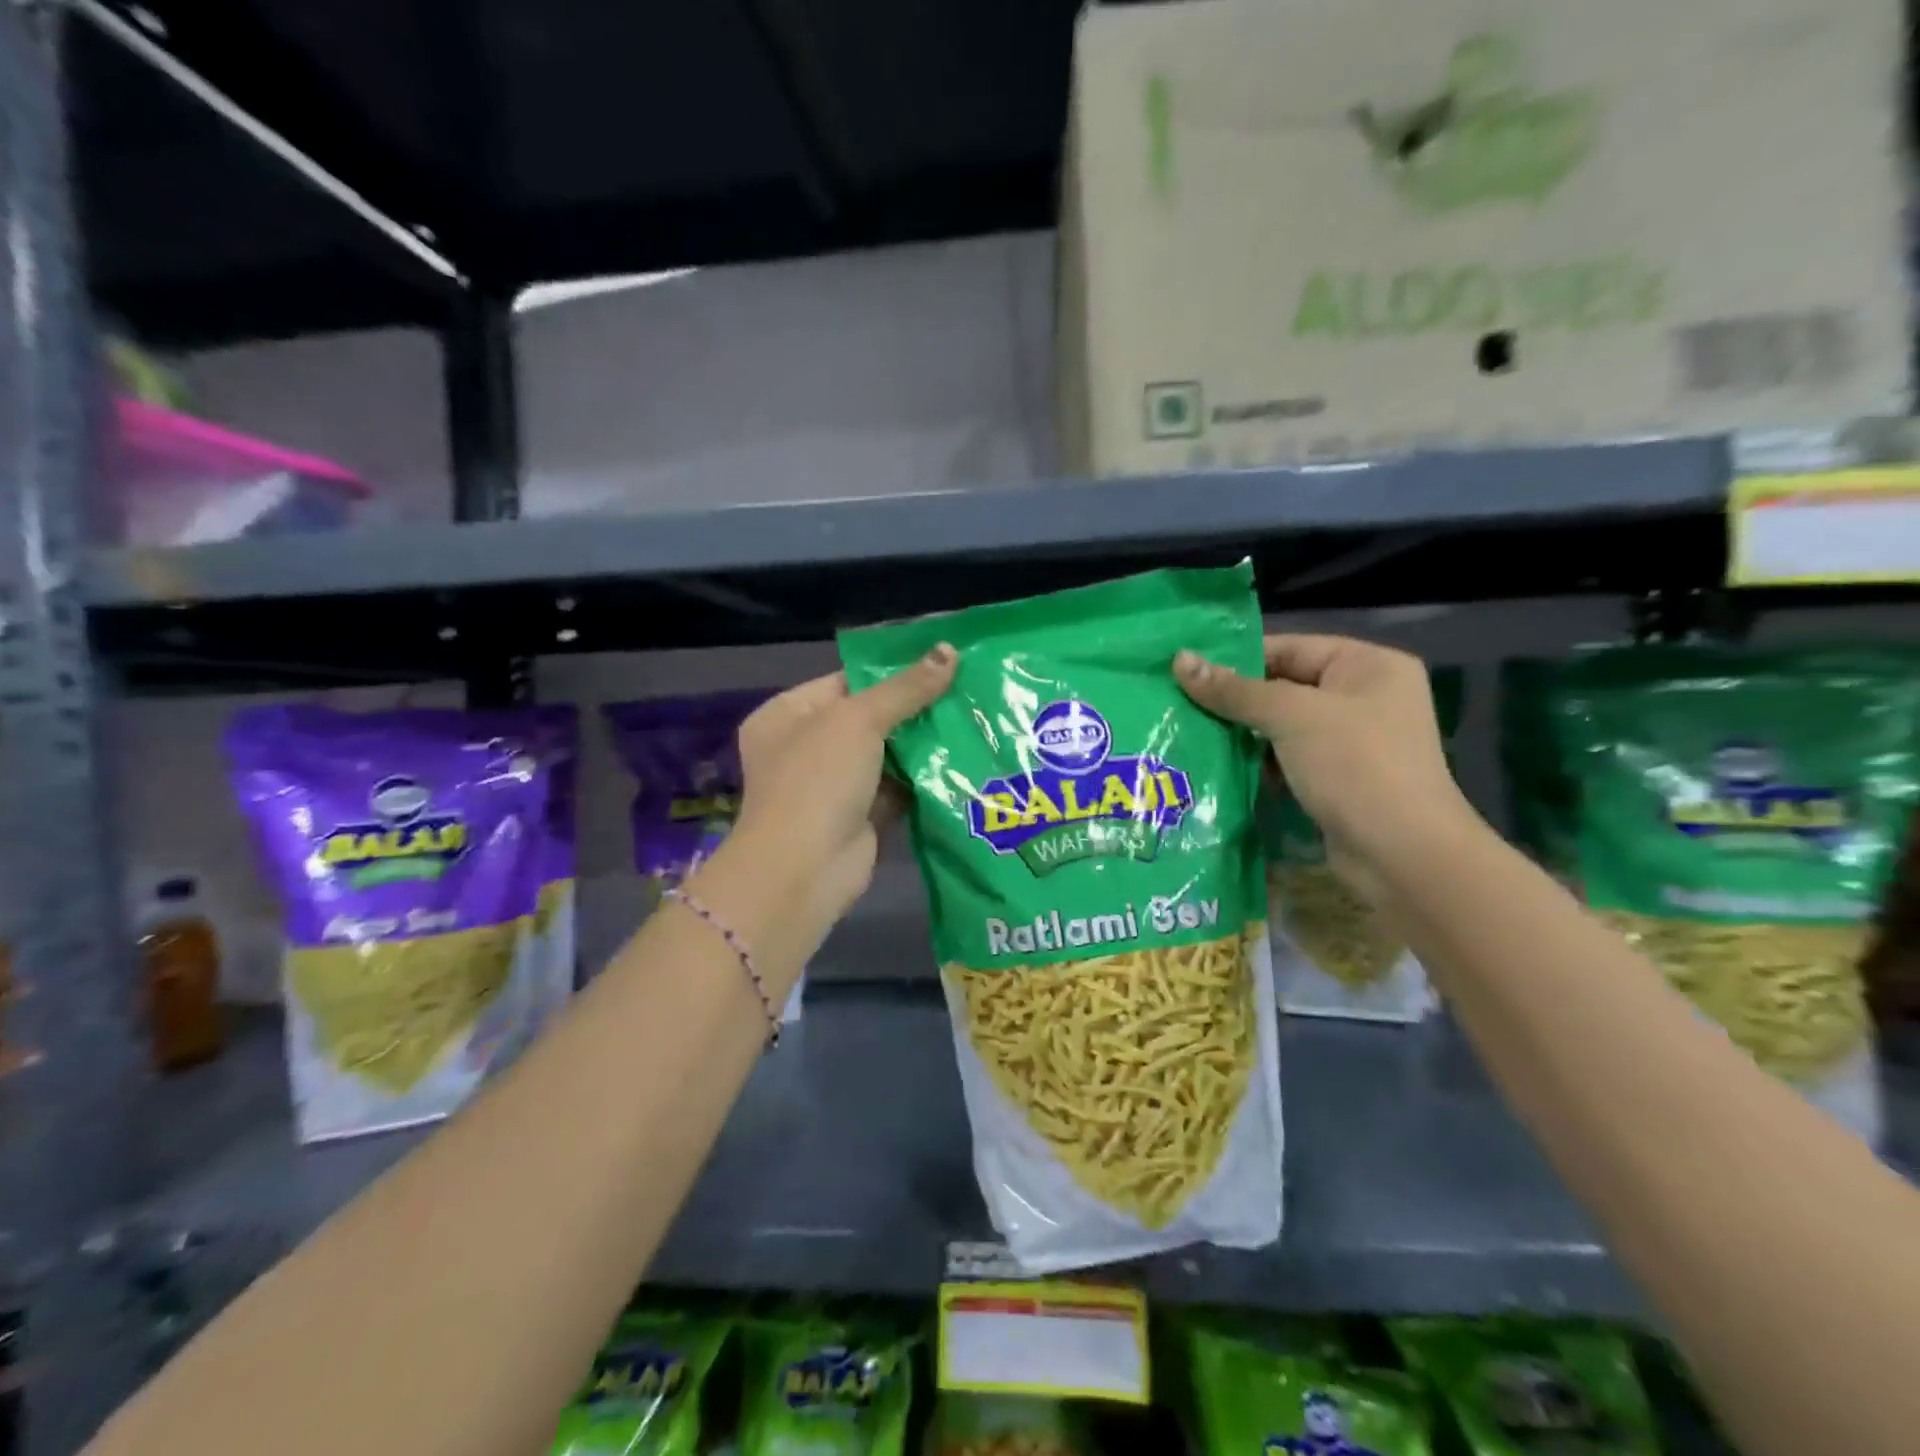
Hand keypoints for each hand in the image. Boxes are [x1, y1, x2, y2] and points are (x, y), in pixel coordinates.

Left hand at [728, 645, 956, 926]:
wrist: (804, 870)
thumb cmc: (818, 780)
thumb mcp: (858, 720)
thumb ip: (905, 688)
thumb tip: (949, 650)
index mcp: (787, 714)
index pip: (845, 681)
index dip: (891, 672)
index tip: (940, 662)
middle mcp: (805, 747)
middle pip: (868, 718)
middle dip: (913, 708)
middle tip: (965, 689)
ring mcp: (832, 785)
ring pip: (885, 754)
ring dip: (922, 743)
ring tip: (973, 718)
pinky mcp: (859, 816)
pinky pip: (896, 788)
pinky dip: (922, 778)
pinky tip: (962, 759)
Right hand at [1174, 634, 1469, 894]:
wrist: (1403, 855)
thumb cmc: (1355, 766)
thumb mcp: (1290, 717)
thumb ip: (1233, 690)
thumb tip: (1180, 659)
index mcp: (1368, 665)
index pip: (1288, 648)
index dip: (1235, 659)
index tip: (1183, 671)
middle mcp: (1364, 697)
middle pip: (1283, 687)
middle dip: (1233, 700)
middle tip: (1176, 704)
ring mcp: (1352, 742)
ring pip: (1282, 727)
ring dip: (1241, 734)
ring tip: (1186, 734)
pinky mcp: (1338, 779)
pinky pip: (1288, 759)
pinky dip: (1257, 763)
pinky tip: (1216, 766)